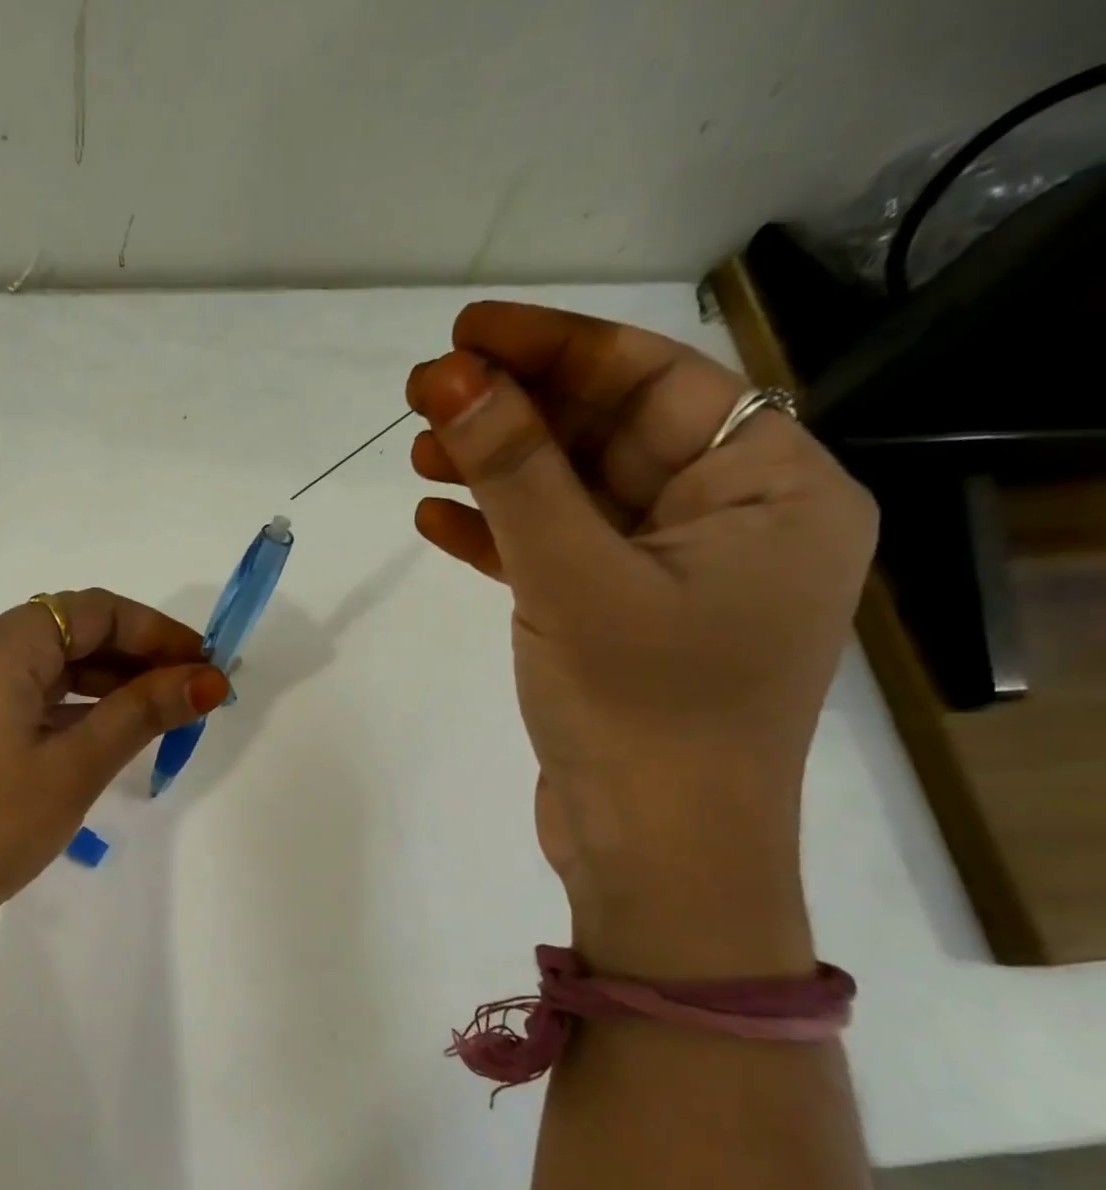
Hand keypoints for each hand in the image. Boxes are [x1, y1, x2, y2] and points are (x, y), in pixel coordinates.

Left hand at [0, 590, 229, 984]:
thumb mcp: (74, 767)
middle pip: (68, 632)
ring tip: (156, 718)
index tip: (205, 665)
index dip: (157, 631)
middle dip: (134, 658)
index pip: (94, 610)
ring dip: (101, 684)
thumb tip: (209, 680)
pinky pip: (18, 695)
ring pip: (43, 667)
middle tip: (189, 695)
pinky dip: (65, 707)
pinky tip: (97, 736)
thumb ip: (142, 713)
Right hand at [405, 303, 876, 968]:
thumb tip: (447, 378)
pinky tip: (436, 521)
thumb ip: (511, 472)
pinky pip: (557, 554)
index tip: (466, 332)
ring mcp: (671, 575)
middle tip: (425, 393)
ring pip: (575, 496)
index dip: (557, 349)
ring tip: (419, 454)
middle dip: (516, 414)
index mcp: (770, 491)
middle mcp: (731, 522)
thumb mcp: (571, 576)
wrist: (654, 857)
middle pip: (611, 436)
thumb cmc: (640, 712)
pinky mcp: (619, 621)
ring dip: (498, 473)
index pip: (657, 384)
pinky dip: (499, 536)